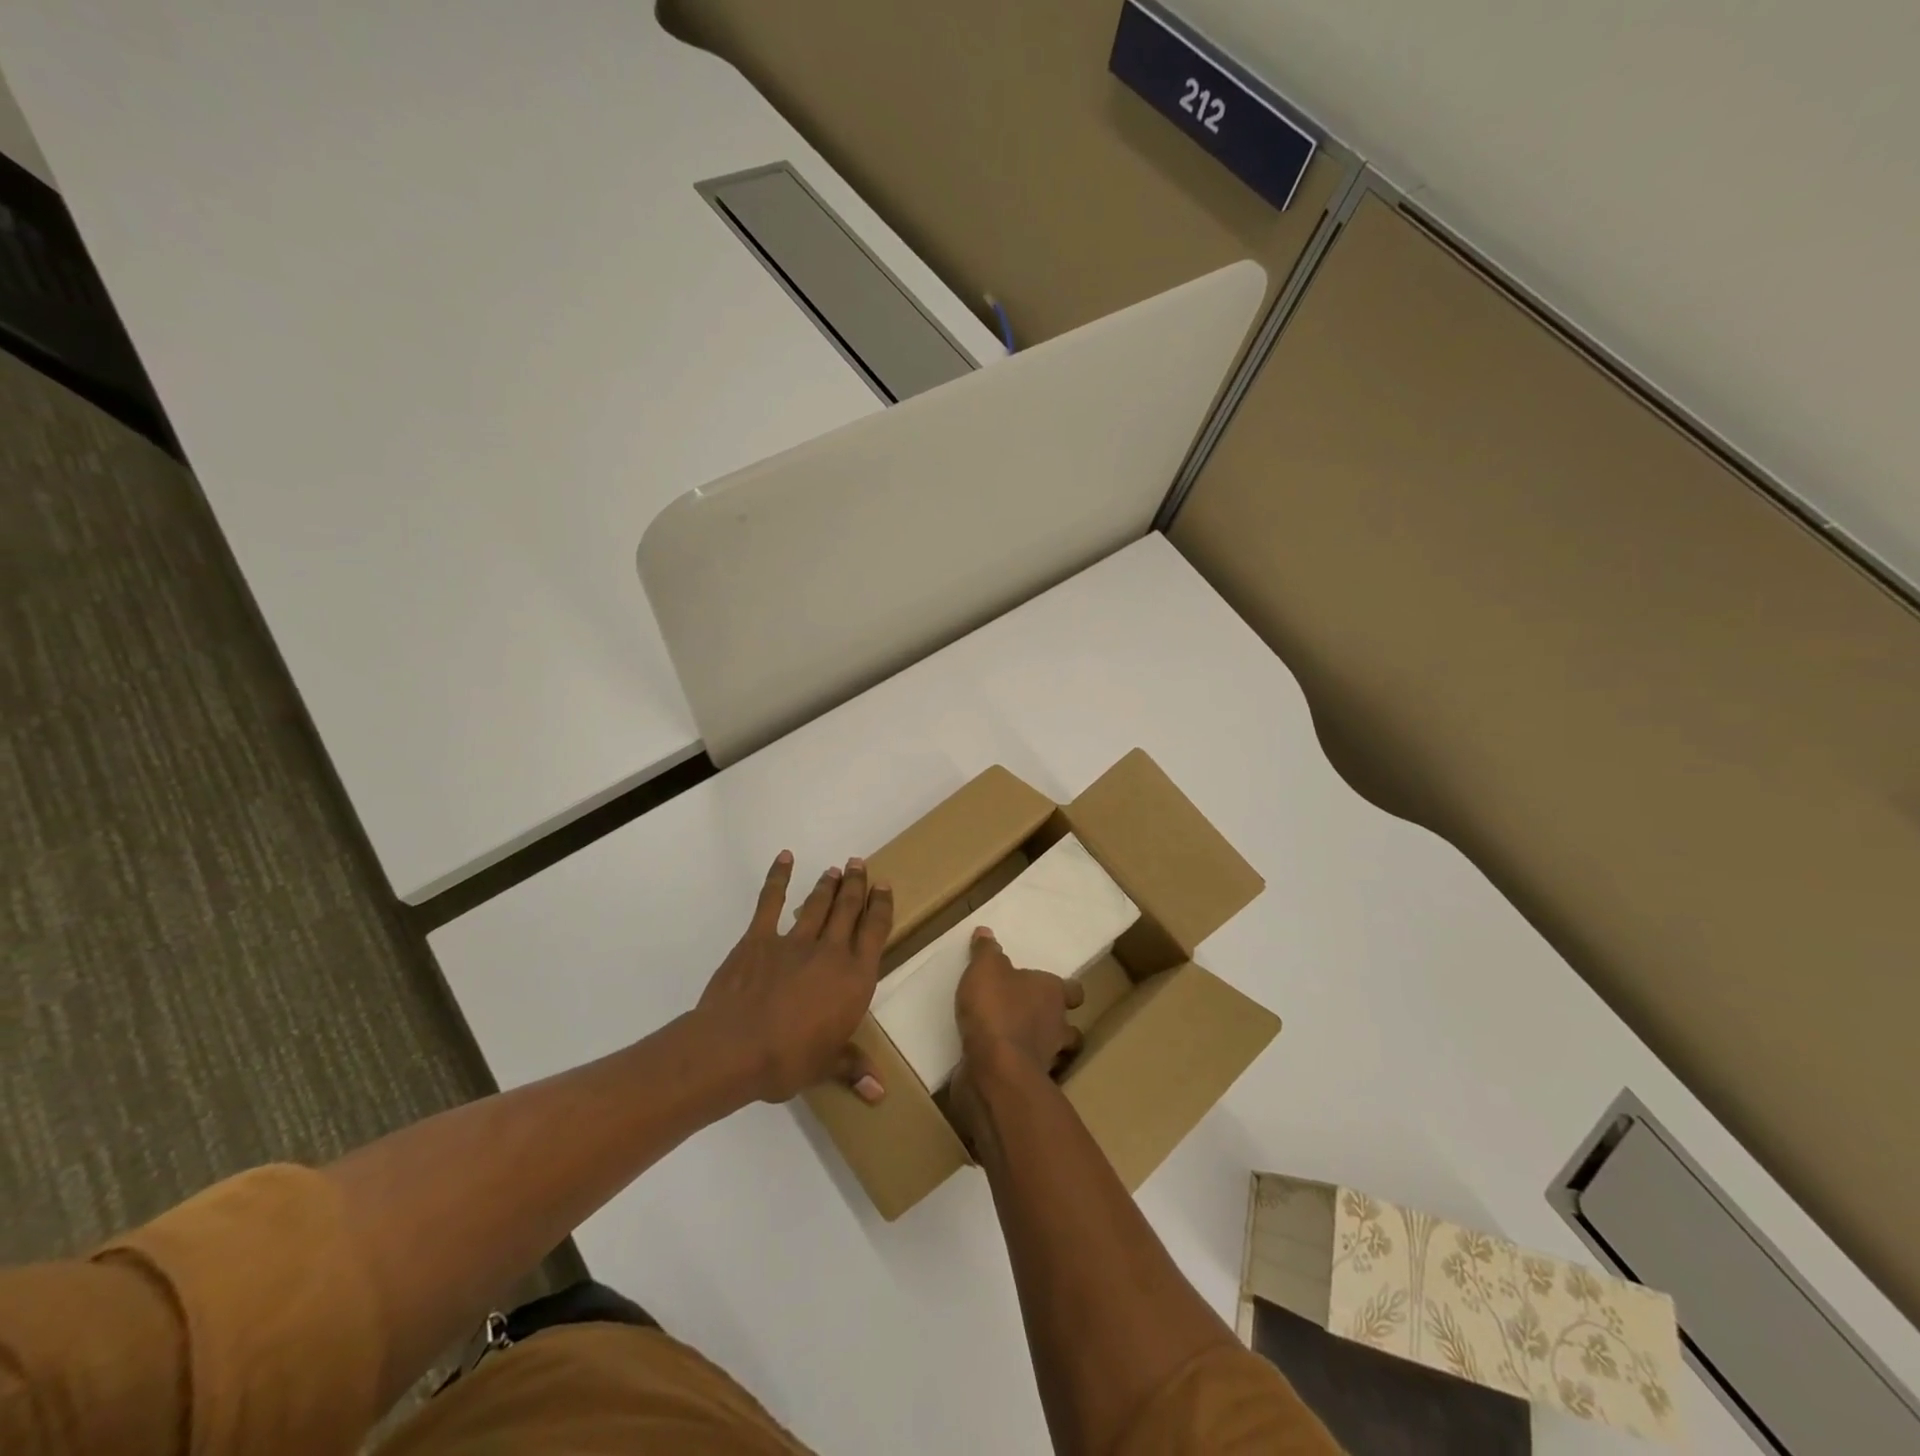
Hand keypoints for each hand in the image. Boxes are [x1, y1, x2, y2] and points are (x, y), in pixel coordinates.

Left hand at [695, 852, 892, 1105]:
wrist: (736, 1048)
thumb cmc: (789, 1060)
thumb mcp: (826, 1067)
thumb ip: (853, 1068)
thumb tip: (880, 1092)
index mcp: (854, 978)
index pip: (874, 932)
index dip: (880, 907)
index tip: (884, 887)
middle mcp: (831, 952)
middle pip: (848, 909)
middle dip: (856, 885)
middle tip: (860, 864)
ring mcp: (794, 941)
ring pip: (818, 904)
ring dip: (828, 885)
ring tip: (836, 869)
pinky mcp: (759, 938)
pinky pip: (770, 902)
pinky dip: (778, 878)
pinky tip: (785, 859)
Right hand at [950, 928, 1084, 1145]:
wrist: (995, 1069)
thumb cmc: (996, 1009)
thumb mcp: (985, 969)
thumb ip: (986, 952)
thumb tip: (986, 932)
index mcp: (1053, 993)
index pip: (1074, 991)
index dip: (1065, 990)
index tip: (1051, 989)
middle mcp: (1057, 1026)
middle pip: (1069, 1027)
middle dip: (1055, 1024)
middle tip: (1032, 1017)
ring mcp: (1046, 1059)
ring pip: (1052, 1053)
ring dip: (1038, 1048)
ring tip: (1014, 1041)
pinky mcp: (1027, 1083)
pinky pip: (1027, 1073)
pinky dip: (1016, 1068)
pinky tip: (996, 1062)